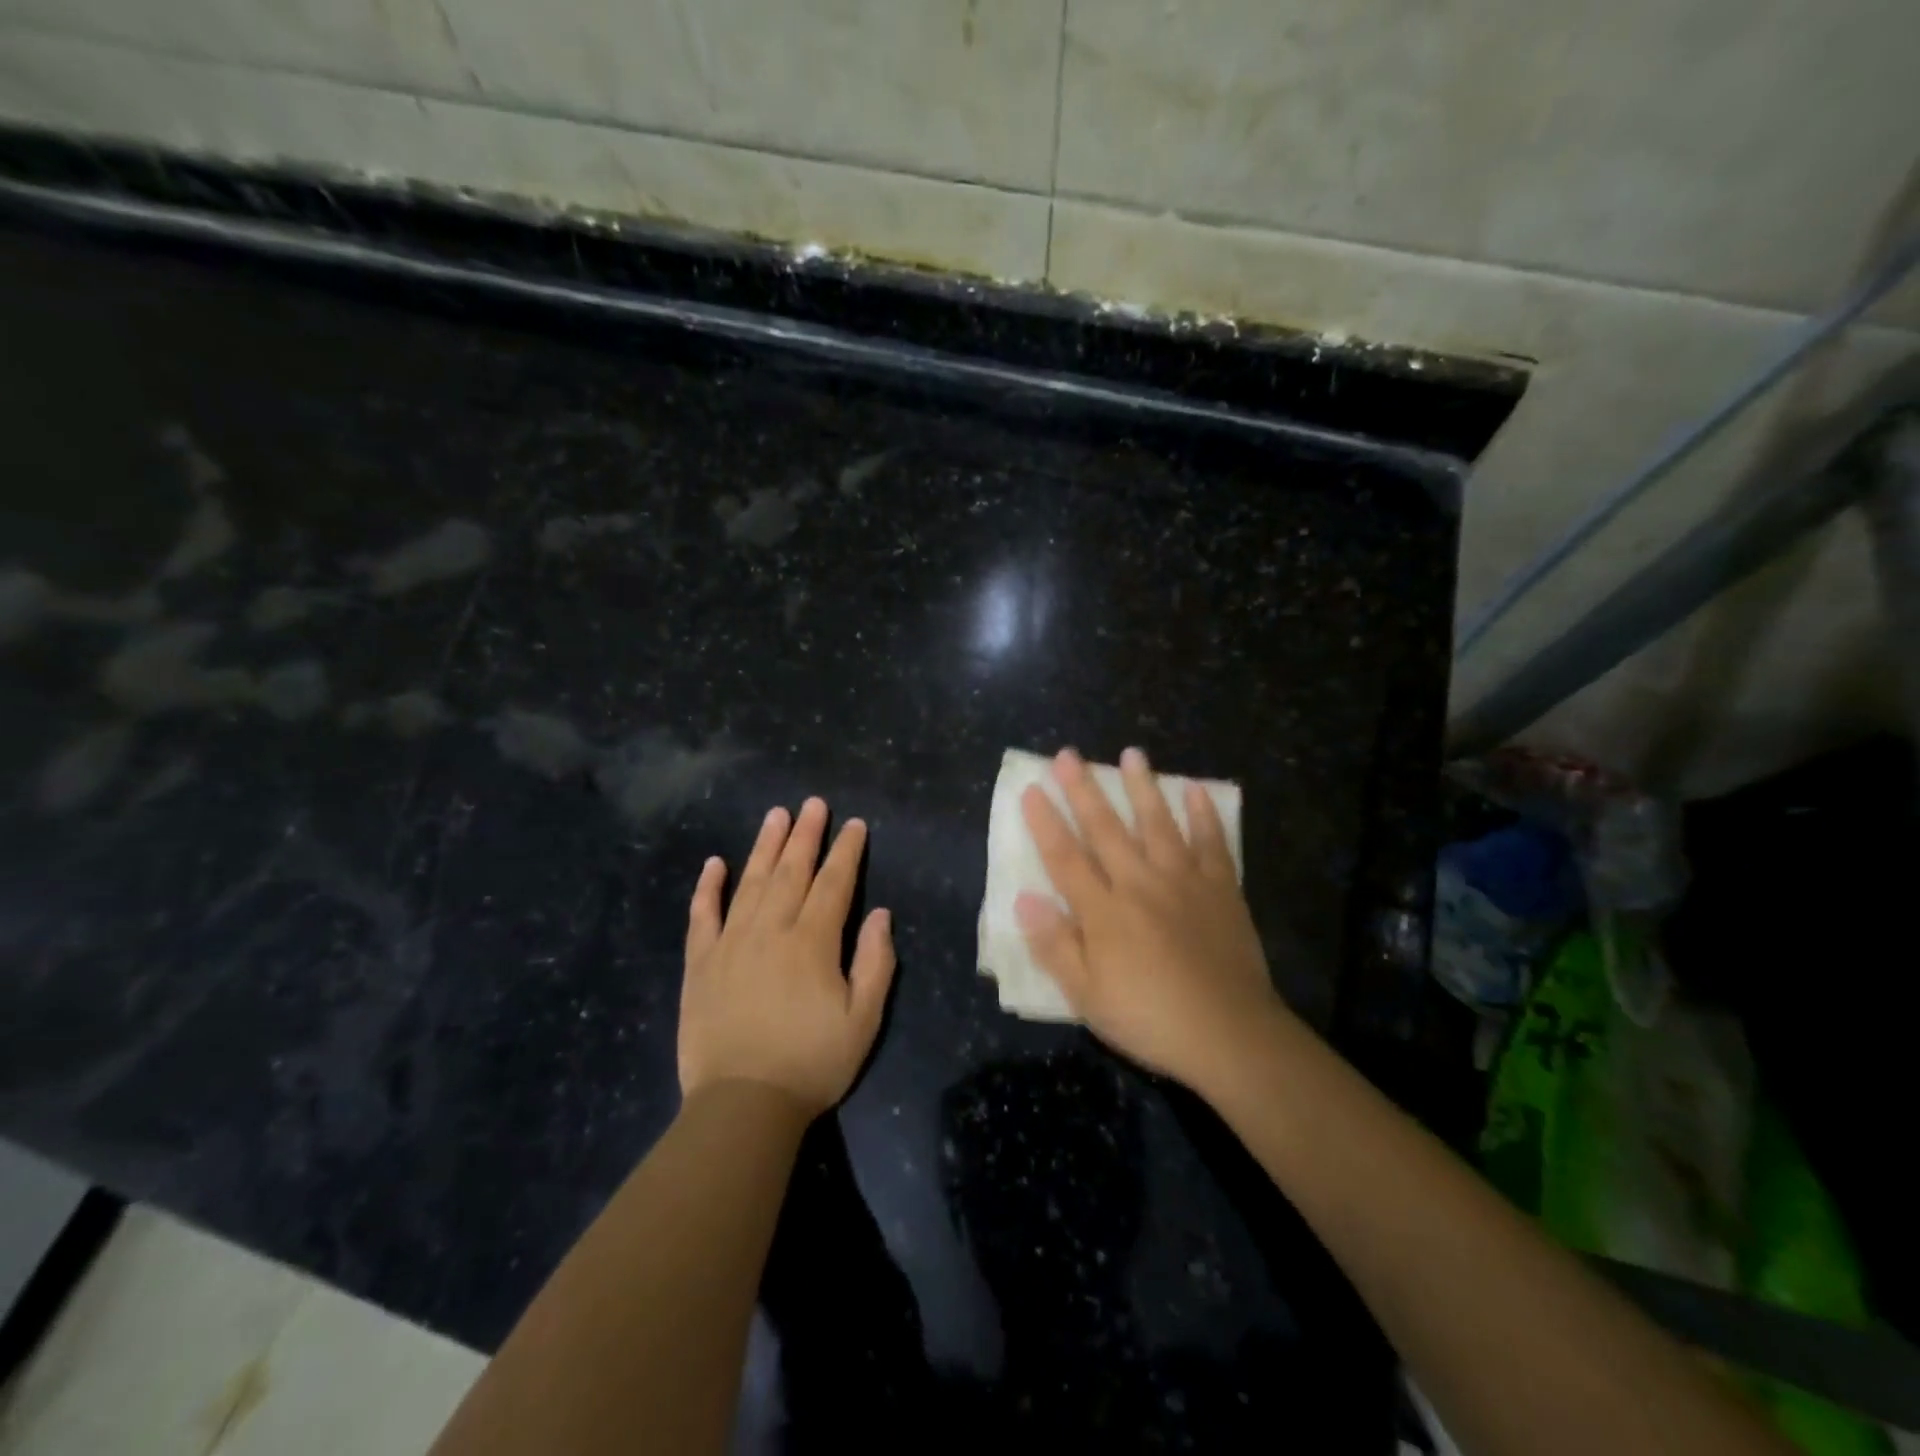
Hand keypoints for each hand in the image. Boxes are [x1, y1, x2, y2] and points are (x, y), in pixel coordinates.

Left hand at [680, 798, 895, 1115]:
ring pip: (749, 883)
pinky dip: (708, 887)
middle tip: (814, 803)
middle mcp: (770, 930)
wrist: (742, 1106)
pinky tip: (714, 863)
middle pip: (791, 871)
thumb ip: (875, 963)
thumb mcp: (863, 1020)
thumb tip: (880, 915)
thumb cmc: (811, 1063)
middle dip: (806, 834)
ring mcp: (730, 944)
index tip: (854, 824)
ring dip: (764, 846)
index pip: (834, 884)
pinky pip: (702, 916)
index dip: (846, 852)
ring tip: (776, 815)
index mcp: (812, 942)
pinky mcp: (700, 964)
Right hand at [1016, 747, 1289, 1094]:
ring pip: (1158, 824)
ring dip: (1143, 787)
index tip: (1031, 789)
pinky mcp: (1221, 889)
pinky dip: (1204, 816)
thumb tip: (1024, 899)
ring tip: (1132, 754)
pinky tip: (1196, 791)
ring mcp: (1184, 882)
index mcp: (1104, 911)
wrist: (1230, 1035)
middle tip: (1069, 754)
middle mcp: (1140, 884)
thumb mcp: (1087, 996)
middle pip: (1106, 829)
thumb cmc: (1149, 1018)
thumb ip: (1055, 945)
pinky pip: (1212, 843)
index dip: (1045, 822)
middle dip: (1084, 790)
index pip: (1065, 857)